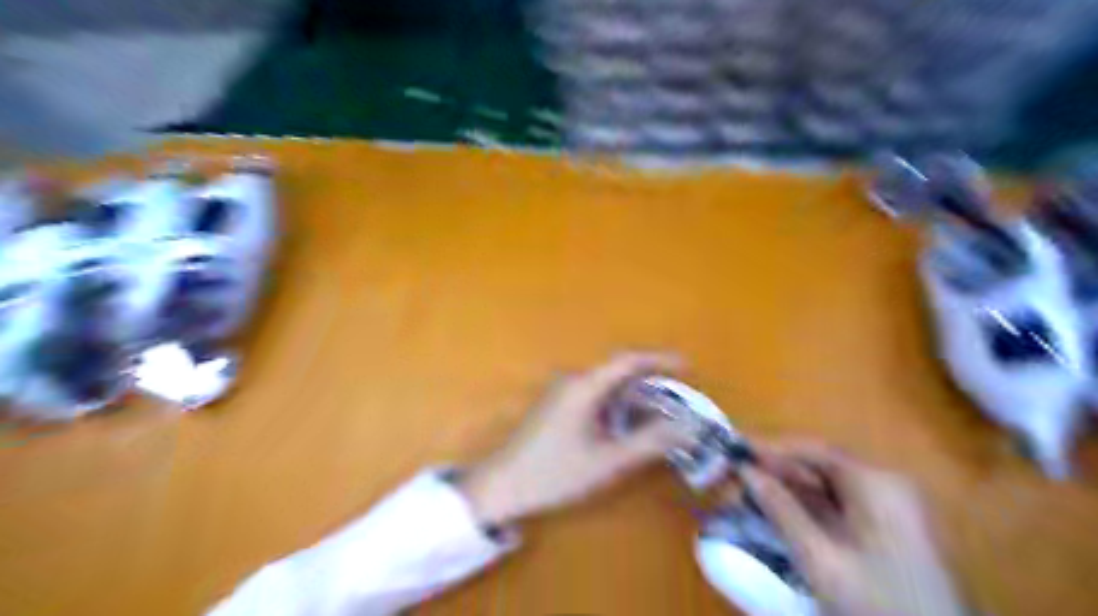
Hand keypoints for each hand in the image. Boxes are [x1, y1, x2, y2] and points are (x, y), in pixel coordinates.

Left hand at [459, 353, 689, 526]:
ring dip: (634, 405)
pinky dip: (616, 412)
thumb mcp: (607, 461)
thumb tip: (687, 427)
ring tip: (658, 428)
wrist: (501, 487)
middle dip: (651, 390)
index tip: (686, 367)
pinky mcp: (557, 409)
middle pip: (619, 376)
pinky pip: (595, 401)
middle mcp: (573, 382)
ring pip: (608, 391)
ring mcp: (562, 395)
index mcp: (584, 387)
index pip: (628, 361)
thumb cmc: (554, 473)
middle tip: (678, 411)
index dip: (659, 360)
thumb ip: (649, 443)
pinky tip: (626, 434)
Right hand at [740, 439, 961, 615]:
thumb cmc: (878, 605)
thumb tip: (746, 472)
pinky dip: (805, 508)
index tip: (735, 450)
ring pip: (827, 488)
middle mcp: (885, 487)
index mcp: (877, 484)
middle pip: (820, 467)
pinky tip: (777, 511)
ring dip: (787, 489)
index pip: (815, 451)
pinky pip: (838, 507)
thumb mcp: (821, 559)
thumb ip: (781, 510)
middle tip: (736, 473)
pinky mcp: (887, 532)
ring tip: (747, 490)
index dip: (772, 448)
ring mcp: (889, 510)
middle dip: (777, 470)